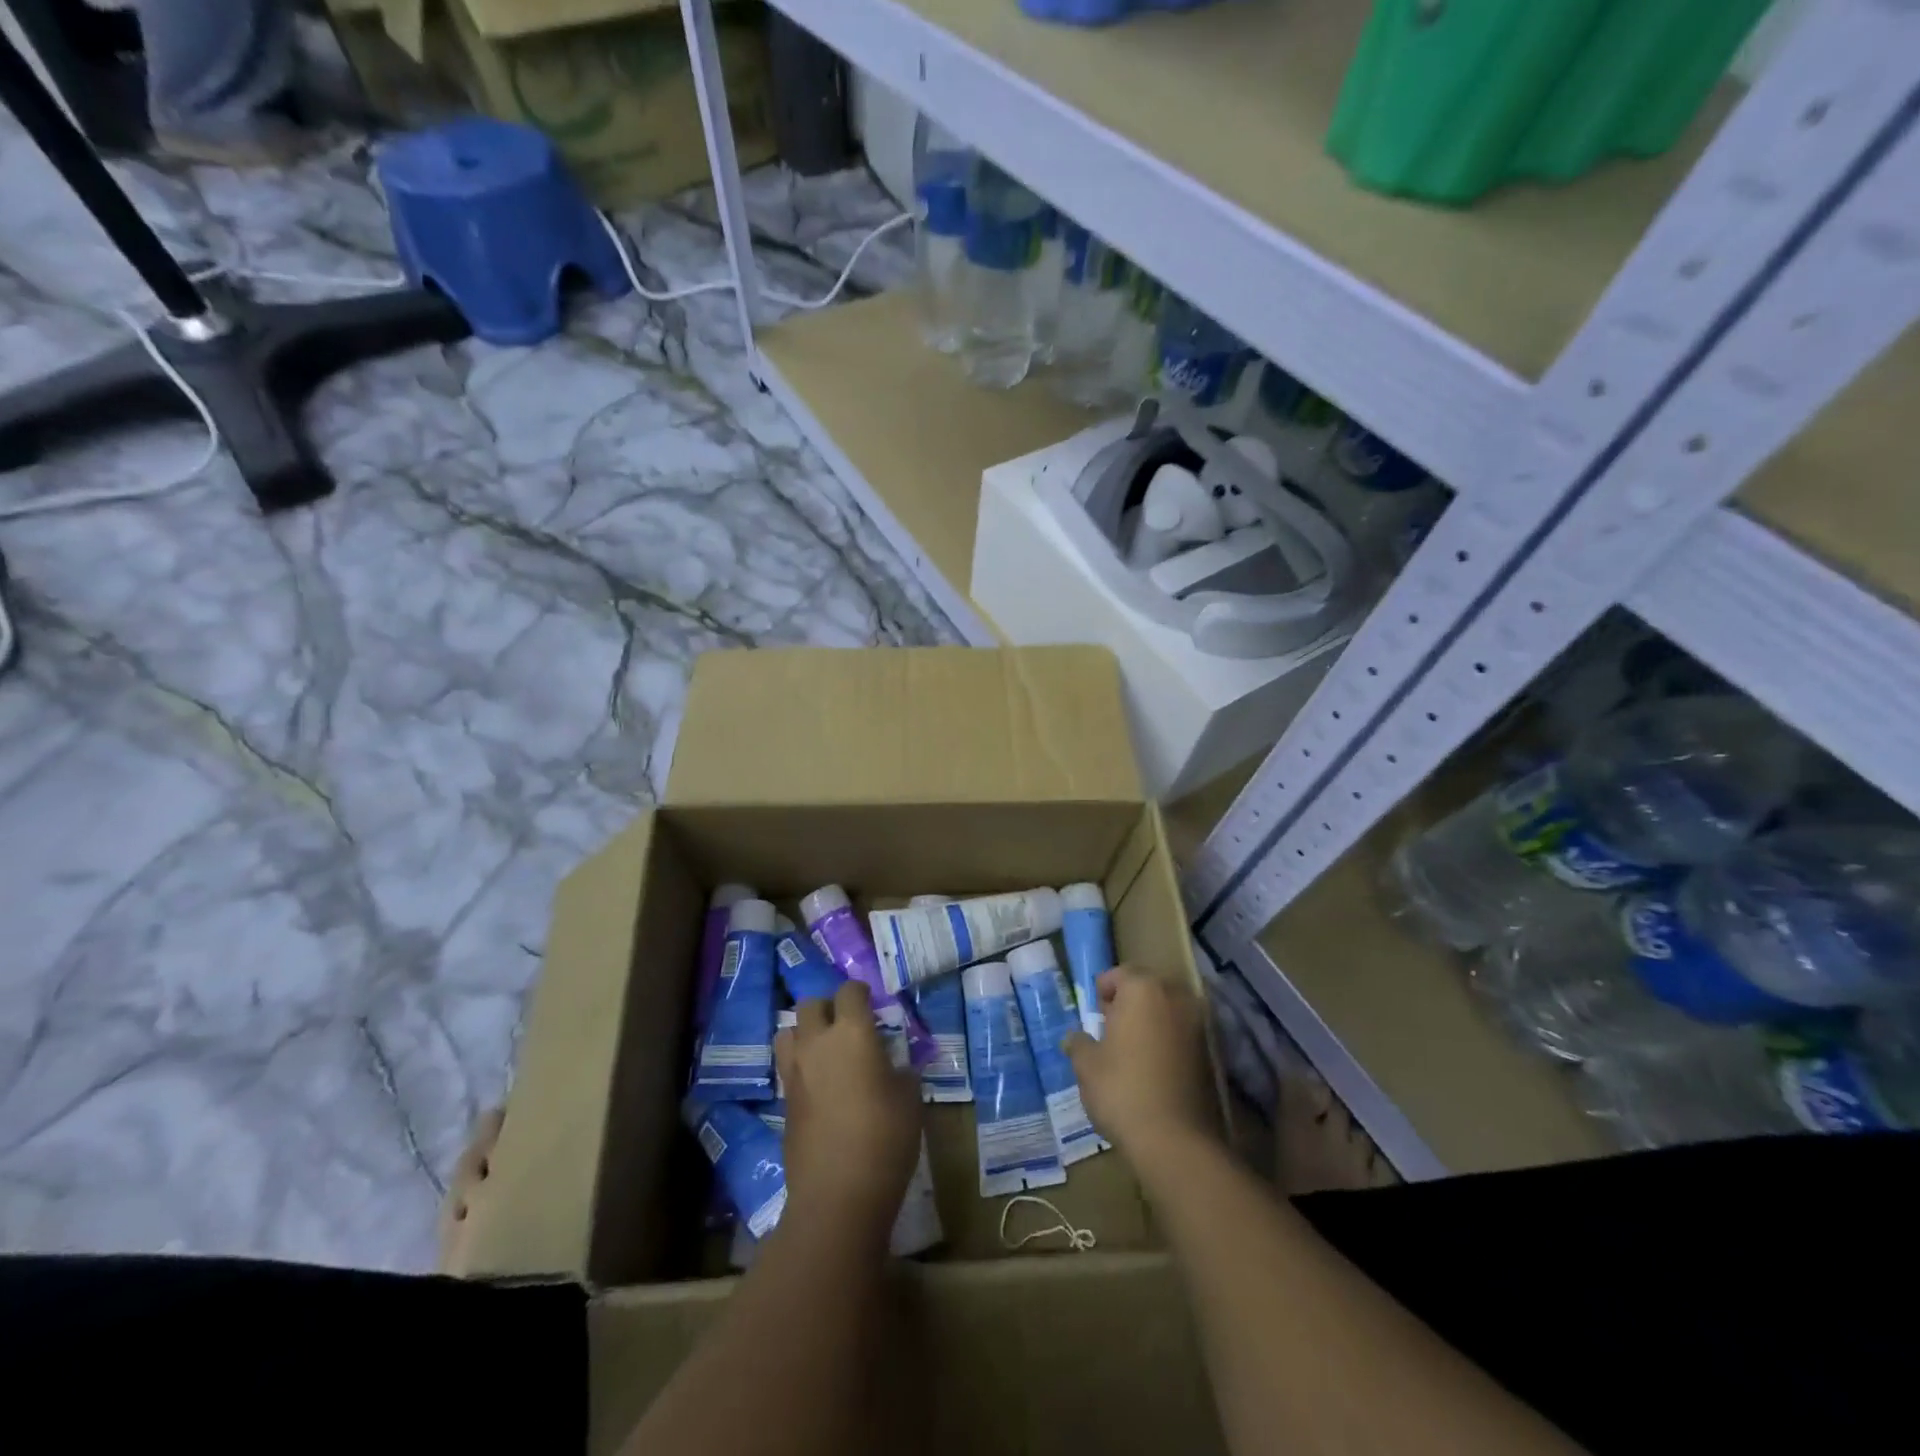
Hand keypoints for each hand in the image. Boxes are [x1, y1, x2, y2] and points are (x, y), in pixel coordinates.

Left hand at [775, 980, 922, 1241]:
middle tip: (847, 1025)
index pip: (849, 991)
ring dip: (804, 1032)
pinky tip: (819, 1083)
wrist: (837, 1194)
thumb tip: (897, 1066)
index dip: (860, 993)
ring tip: (825, 1050)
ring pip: (788, 1030)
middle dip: (828, 1007)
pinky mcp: (783, 1100)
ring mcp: (795, 1071)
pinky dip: (800, 1063)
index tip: (872, 1004)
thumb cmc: (885, 1139)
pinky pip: (787, 1065)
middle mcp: (818, 1042)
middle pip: (810, 1004)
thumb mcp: (909, 1100)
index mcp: (852, 1032)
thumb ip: (902, 1071)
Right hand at [1065, 965, 1215, 1166]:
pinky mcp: (1213, 1052)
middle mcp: (1175, 997)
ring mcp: (1199, 1024)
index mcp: (1143, 989)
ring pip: (1169, 1010)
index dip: (1104, 990)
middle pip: (1148, 988)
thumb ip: (1079, 1043)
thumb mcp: (1086, 1065)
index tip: (1095, 1012)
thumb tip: (1073, 1038)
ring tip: (1133, 1049)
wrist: (1175, 1140)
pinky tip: (1154, 1067)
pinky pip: (1183, 1034)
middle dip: (1130, 1003)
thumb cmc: (1122, 1090)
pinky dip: (1169, 1041)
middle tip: (1111, 1028)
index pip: (1120, 973)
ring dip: (1152, 1021)